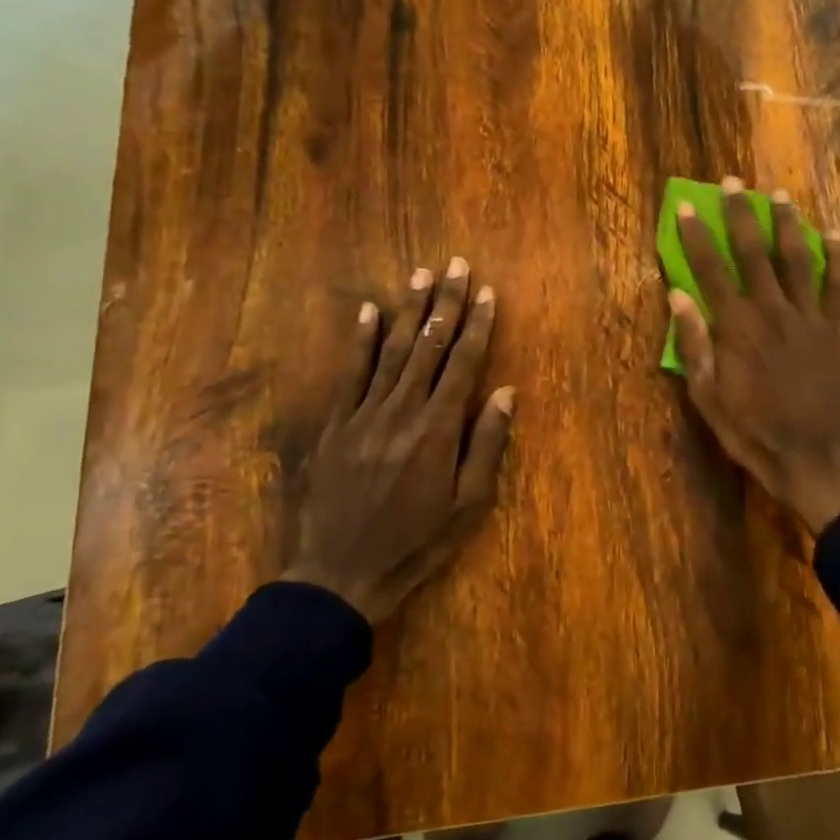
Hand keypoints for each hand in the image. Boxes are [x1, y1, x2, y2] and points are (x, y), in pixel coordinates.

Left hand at [285, 259, 515, 621]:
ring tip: (422, 275)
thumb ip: (487, 444)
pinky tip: (368, 311)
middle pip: (429, 346)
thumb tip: (505, 392)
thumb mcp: (468, 505)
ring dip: (409, 310)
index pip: (463, 364)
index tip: (488, 293)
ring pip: (391, 351)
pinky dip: (360, 340)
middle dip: (446, 303)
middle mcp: (401, 411)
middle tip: (457, 265)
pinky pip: (349, 373)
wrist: (341, 574)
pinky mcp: (334, 425)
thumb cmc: (416, 543)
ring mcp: (362, 414)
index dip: (478, 326)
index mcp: (438, 429)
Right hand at [670, 178, 839, 534]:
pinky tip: (836, 234)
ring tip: (780, 195)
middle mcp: (771, 311)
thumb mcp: (707, 396)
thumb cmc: (751, 429)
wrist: (809, 456)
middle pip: (754, 253)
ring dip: (787, 224)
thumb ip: (694, 345)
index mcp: (736, 327)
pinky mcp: (836, 330)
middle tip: (734, 183)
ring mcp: (808, 318)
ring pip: (797, 259)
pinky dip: (838, 258)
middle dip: (741, 215)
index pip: (710, 271)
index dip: (697, 237)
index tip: (689, 206)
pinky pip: (837, 286)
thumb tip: (678, 296)